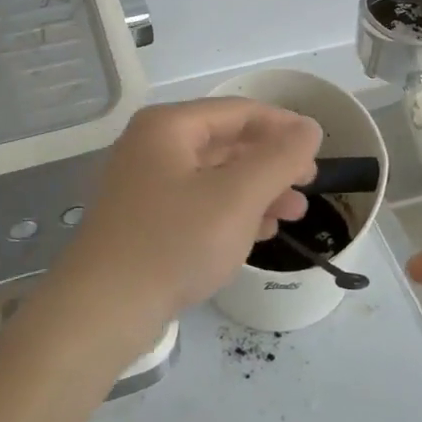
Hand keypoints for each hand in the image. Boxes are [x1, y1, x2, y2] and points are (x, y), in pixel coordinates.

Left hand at [57, 98, 320, 331]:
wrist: (102, 311)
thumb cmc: (174, 242)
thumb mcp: (237, 196)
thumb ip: (279, 158)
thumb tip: (309, 127)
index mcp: (169, 126)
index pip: (239, 111)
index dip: (283, 126)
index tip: (318, 148)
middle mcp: (153, 146)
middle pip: (226, 142)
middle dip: (271, 164)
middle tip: (308, 186)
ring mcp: (145, 184)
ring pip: (214, 176)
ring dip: (257, 191)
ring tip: (293, 214)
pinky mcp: (144, 220)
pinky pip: (198, 203)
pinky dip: (231, 212)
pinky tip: (259, 232)